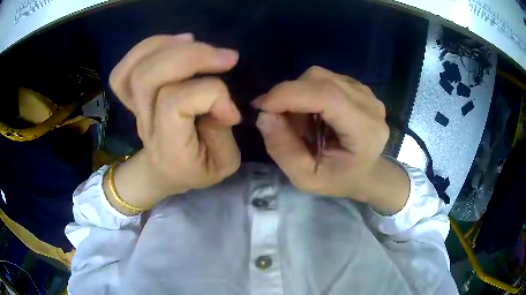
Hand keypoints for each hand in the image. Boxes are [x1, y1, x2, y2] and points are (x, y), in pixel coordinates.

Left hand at [106, 34, 241, 213]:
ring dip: (169, 46)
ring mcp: (134, 108)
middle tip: (227, 57)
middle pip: (149, 77)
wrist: (163, 173)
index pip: (175, 103)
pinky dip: (149, 47)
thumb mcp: (223, 164)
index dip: (211, 94)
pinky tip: (175, 43)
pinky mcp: (132, 96)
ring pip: (135, 68)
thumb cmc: (196, 169)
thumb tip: (223, 101)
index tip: (232, 111)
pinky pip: (125, 69)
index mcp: (167, 147)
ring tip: (197, 43)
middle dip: (190, 57)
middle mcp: (145, 124)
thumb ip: (223, 133)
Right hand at [254, 66, 408, 213]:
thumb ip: (283, 150)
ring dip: (298, 94)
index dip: (289, 95)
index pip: (327, 96)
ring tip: (300, 121)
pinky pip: (324, 78)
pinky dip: (308, 92)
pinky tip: (313, 113)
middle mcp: (370, 105)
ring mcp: (366, 92)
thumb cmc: (338, 179)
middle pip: (320, 80)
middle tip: (278, 119)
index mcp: (365, 131)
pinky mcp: (358, 87)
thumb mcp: (305, 178)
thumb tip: (264, 116)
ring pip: (319, 76)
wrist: (364, 172)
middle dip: (289, 95)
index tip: (261, 106)